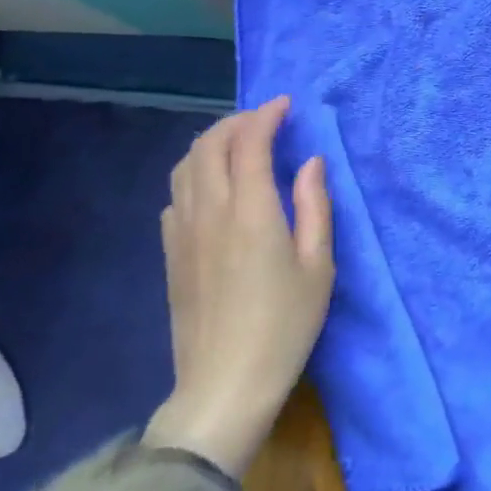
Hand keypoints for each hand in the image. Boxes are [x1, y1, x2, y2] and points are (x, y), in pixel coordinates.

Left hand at [143, 97, 334, 476]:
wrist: (224, 385)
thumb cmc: (285, 326)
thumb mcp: (319, 266)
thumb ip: (316, 206)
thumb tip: (311, 162)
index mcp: (251, 212)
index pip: (250, 143)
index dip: (267, 116)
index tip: (286, 105)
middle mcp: (210, 212)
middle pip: (210, 145)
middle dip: (236, 121)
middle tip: (265, 119)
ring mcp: (183, 232)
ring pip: (185, 166)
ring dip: (211, 143)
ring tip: (239, 144)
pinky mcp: (170, 253)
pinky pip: (176, 195)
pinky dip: (195, 173)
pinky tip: (215, 188)